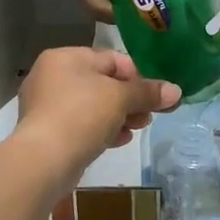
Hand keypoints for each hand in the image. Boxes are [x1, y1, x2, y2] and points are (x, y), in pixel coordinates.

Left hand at [16, 47, 180, 178]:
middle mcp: (51, 76)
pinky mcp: (47, 132)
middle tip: (149, 115)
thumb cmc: (82, 115)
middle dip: (130, 99)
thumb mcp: (121, 98)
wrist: (43, 161)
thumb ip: (148, 92)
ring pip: (93, 106)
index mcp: (65, 58)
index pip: (111, 59)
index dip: (138, 76)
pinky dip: (102, 130)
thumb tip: (176, 91)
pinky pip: (81, 125)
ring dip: (119, 116)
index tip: (155, 95)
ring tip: (138, 129)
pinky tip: (120, 141)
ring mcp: (46, 106)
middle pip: (102, 83)